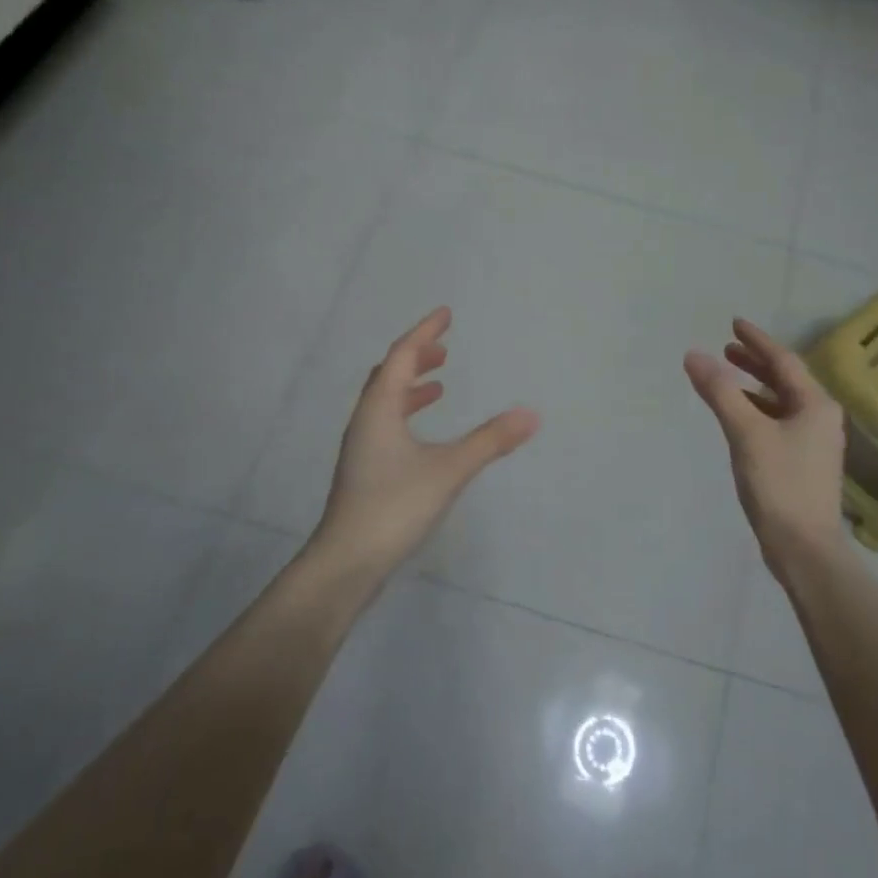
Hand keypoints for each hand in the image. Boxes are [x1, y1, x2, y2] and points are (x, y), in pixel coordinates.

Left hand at [312, 307, 539, 580]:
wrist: (346, 563)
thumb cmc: (394, 506)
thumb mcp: (449, 470)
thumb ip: (490, 441)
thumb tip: (531, 415)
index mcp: (379, 409)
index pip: (401, 356)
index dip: (424, 333)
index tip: (445, 314)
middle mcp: (366, 421)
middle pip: (389, 375)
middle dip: (416, 358)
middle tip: (443, 350)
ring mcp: (362, 448)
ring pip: (386, 402)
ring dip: (411, 386)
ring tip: (439, 385)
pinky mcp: (365, 471)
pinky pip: (387, 424)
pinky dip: (408, 414)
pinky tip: (424, 436)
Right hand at [685, 318, 847, 582]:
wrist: (804, 548)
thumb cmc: (779, 484)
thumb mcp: (746, 432)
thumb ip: (720, 392)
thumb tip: (694, 355)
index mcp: (815, 404)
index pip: (784, 360)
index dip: (757, 340)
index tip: (734, 323)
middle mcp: (820, 417)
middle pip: (785, 379)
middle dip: (755, 362)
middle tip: (726, 349)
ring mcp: (814, 442)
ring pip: (782, 402)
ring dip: (755, 387)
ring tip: (727, 378)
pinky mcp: (803, 463)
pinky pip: (779, 422)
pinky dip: (757, 411)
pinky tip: (738, 417)